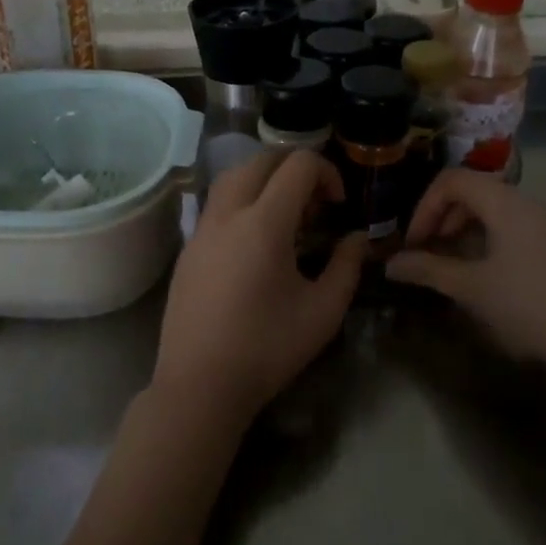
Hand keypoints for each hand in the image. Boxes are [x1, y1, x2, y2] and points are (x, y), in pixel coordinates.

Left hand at [154, 150, 367, 426]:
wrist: (199, 384)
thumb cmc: (267, 348)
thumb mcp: (323, 311)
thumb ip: (347, 265)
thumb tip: (357, 238)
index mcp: (264, 223)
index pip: (298, 165)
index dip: (326, 173)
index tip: (338, 205)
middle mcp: (228, 214)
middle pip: (260, 160)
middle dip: (294, 168)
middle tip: (315, 203)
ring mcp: (201, 229)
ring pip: (232, 177)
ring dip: (263, 180)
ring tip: (285, 216)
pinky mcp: (187, 249)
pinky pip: (217, 205)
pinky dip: (241, 202)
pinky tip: (255, 242)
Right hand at [386, 169, 545, 389]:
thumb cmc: (531, 306)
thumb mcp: (472, 288)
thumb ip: (429, 270)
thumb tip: (391, 264)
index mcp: (505, 203)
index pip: (452, 180)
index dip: (425, 206)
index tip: (415, 243)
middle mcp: (528, 203)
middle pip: (473, 191)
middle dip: (442, 217)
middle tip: (429, 252)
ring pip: (494, 210)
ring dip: (464, 230)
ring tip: (452, 266)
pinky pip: (513, 227)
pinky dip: (488, 240)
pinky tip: (485, 275)